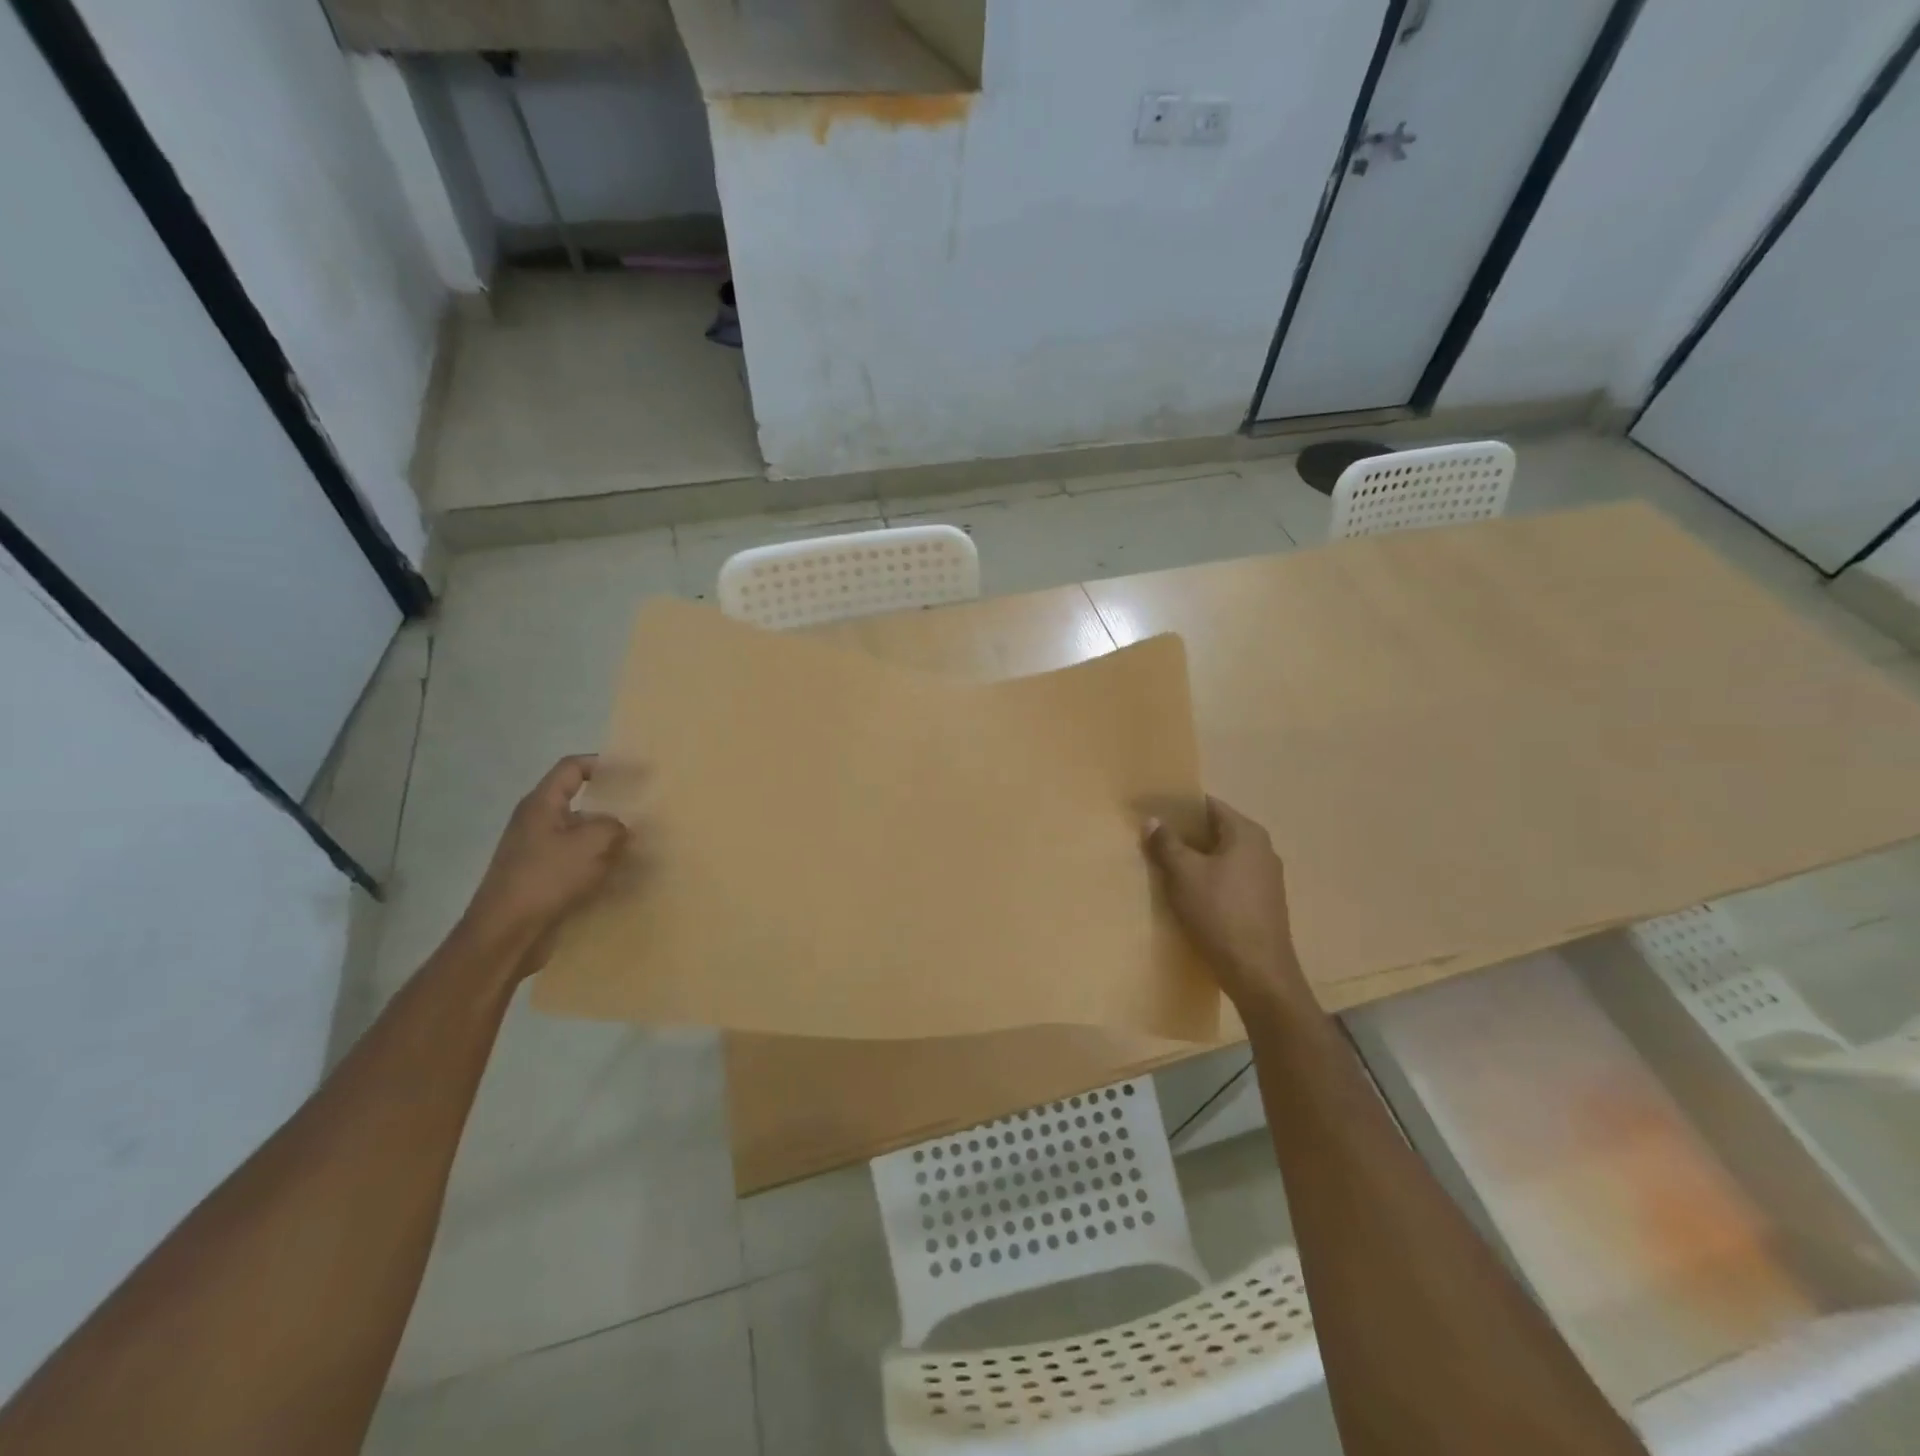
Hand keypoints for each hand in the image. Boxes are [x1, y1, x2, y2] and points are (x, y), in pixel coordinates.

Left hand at [457, 755, 632, 971]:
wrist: (506, 934)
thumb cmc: (547, 878)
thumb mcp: (592, 843)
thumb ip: (615, 827)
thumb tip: (621, 830)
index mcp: (542, 805)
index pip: (573, 768)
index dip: (605, 764)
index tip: (639, 773)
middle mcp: (538, 824)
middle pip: (581, 804)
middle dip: (614, 809)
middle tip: (646, 813)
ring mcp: (538, 854)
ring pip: (583, 837)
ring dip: (611, 841)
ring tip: (643, 849)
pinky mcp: (544, 882)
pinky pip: (580, 865)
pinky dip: (601, 868)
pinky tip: (624, 879)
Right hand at [1143, 797, 1316, 1017]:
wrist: (1258, 972)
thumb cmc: (1219, 913)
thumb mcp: (1184, 874)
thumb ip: (1166, 843)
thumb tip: (1153, 820)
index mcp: (1247, 833)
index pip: (1209, 805)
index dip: (1180, 807)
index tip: (1154, 812)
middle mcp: (1262, 849)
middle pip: (1217, 830)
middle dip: (1185, 834)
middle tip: (1153, 839)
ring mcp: (1267, 878)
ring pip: (1223, 857)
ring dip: (1196, 859)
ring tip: (1166, 866)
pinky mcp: (1264, 903)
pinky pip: (1231, 879)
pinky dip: (1210, 879)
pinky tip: (1189, 893)